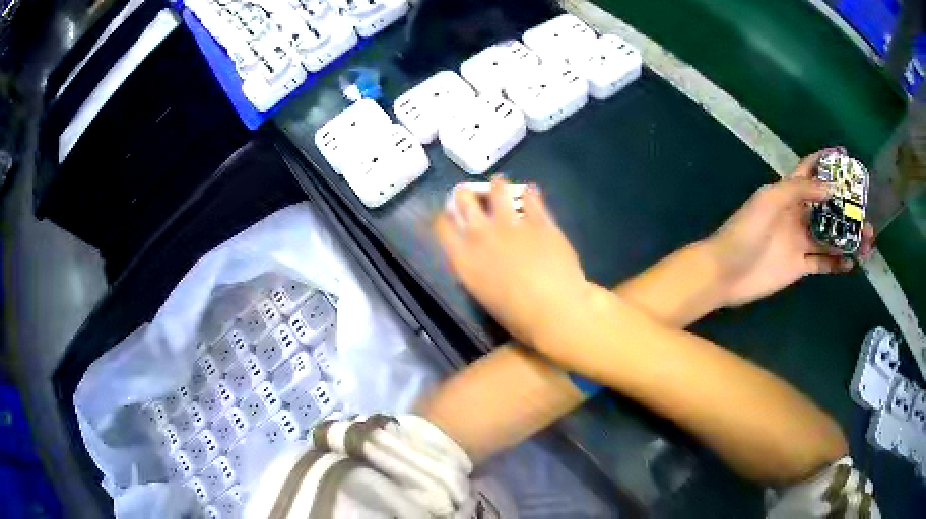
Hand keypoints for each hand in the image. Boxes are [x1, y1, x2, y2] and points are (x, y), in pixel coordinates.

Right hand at [434, 177, 590, 344]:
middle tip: (472, 196)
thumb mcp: (483, 294)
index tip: (449, 216)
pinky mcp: (539, 218)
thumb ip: (475, 269)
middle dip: (466, 195)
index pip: (442, 225)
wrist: (555, 309)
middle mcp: (481, 233)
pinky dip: (530, 193)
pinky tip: (531, 194)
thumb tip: (478, 258)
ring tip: (501, 187)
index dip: (444, 217)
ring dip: (498, 186)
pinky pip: (531, 196)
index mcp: (463, 257)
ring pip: (497, 188)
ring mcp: (511, 222)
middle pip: (464, 199)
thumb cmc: (517, 316)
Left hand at [706, 150, 874, 306]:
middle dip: (847, 207)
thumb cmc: (745, 231)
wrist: (726, 272)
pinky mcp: (799, 266)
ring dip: (849, 237)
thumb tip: (829, 186)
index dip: (826, 162)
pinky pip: (822, 262)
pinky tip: (851, 262)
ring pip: (830, 236)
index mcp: (787, 193)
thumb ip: (798, 190)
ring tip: (869, 240)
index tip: (846, 157)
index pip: (809, 171)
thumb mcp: (770, 200)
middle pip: (827, 207)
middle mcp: (797, 215)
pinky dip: (836, 262)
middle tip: (868, 210)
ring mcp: (799, 242)